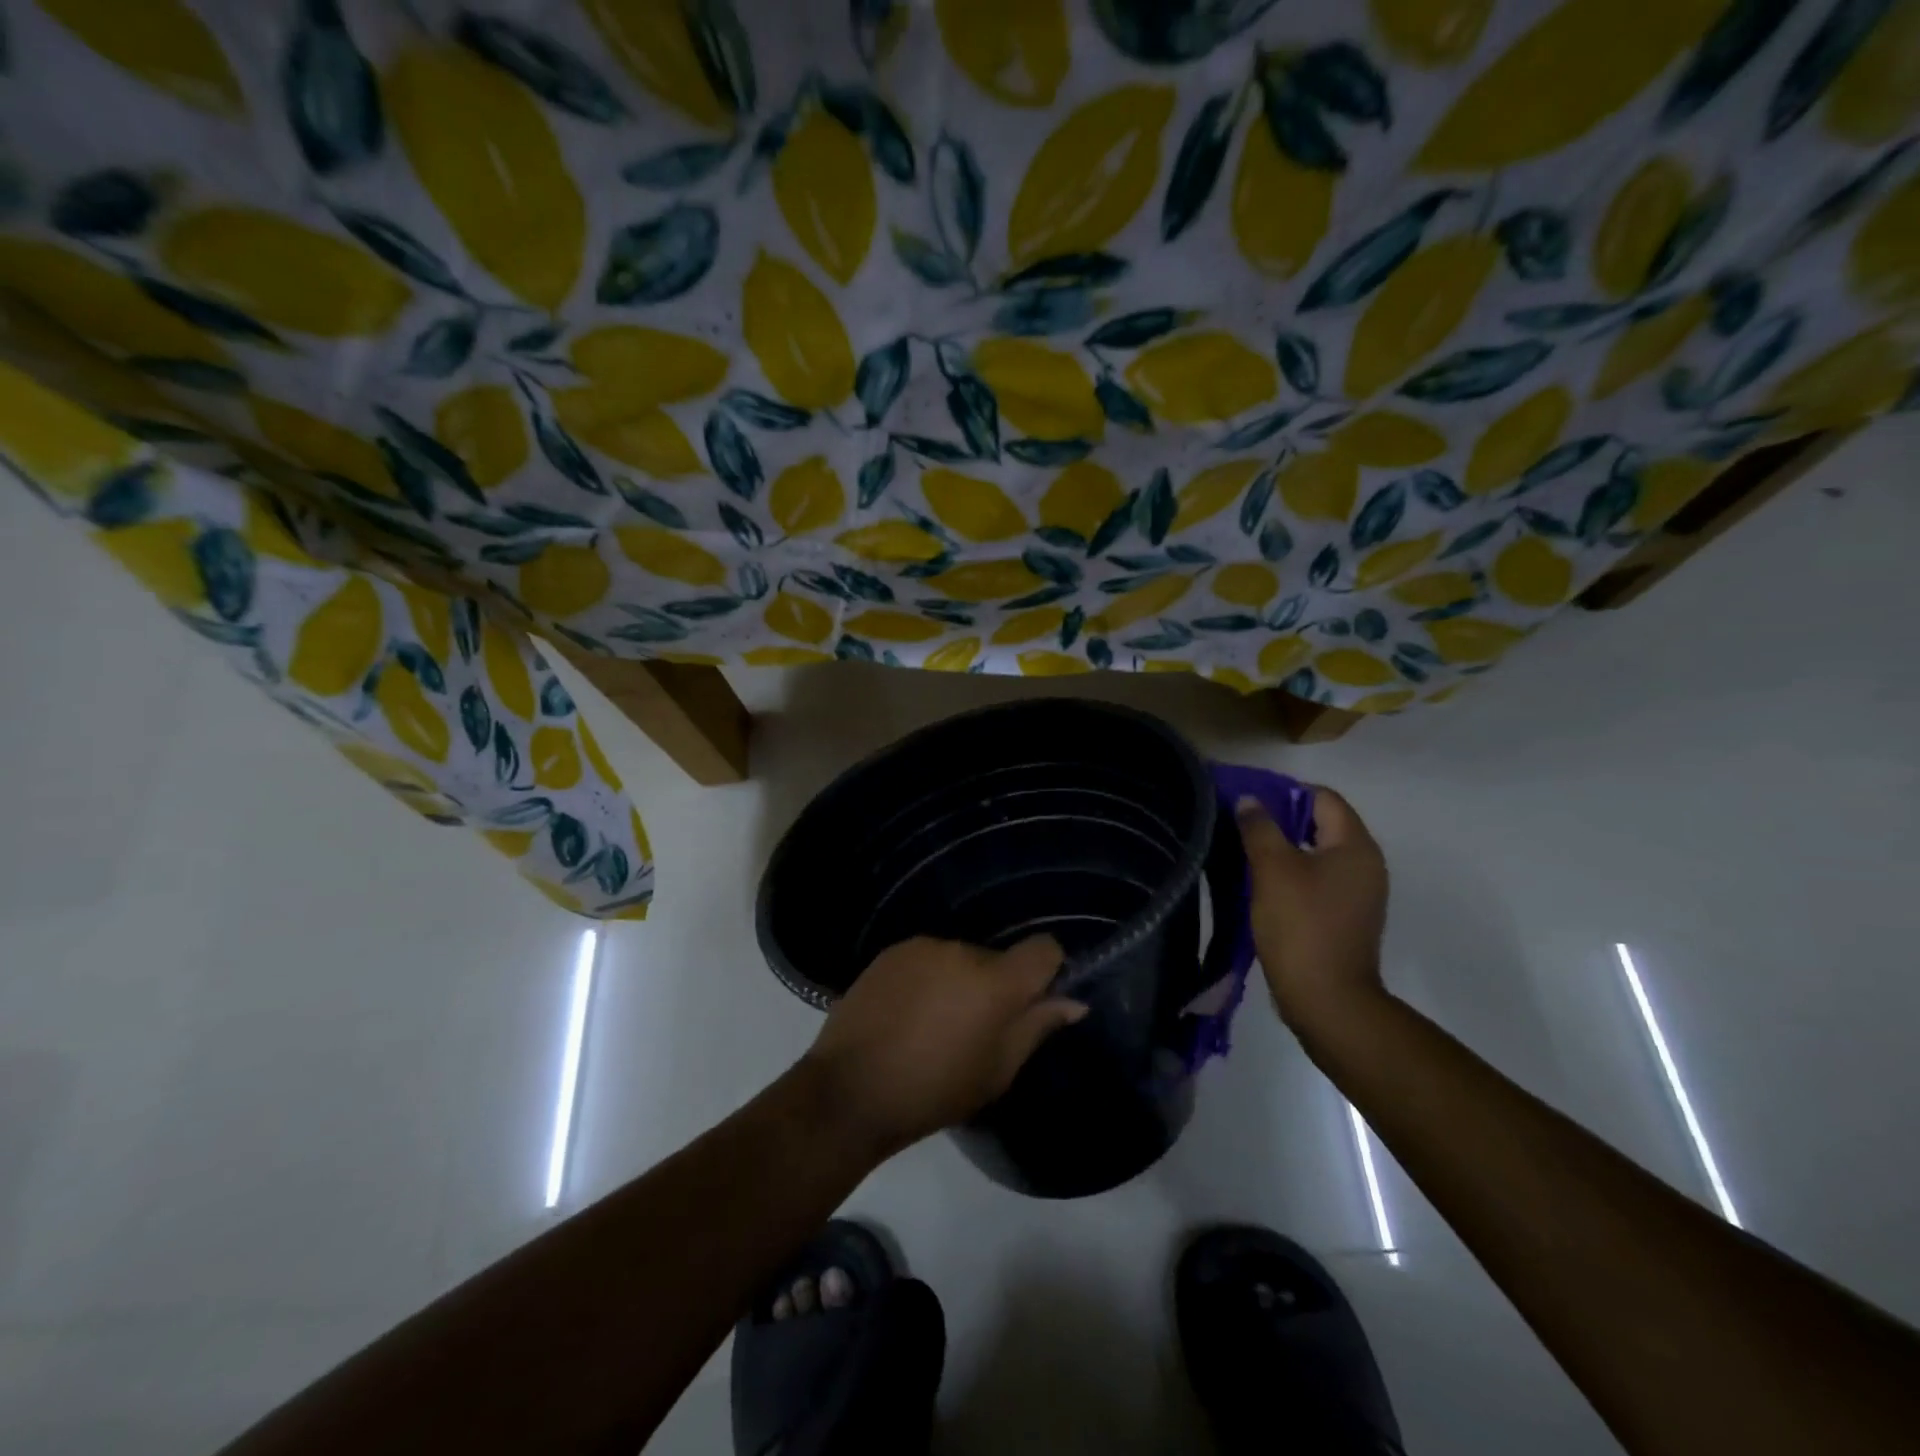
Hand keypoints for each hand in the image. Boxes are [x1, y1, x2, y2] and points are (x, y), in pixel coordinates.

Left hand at [801, 936, 1086, 1158]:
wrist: (850, 1090)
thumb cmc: (934, 1091)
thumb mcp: (996, 1071)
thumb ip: (1036, 1027)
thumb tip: (1073, 1002)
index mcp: (995, 981)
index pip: (1043, 949)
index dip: (1047, 970)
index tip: (1033, 1001)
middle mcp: (962, 950)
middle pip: (997, 959)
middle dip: (996, 987)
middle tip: (975, 1030)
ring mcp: (923, 946)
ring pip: (960, 958)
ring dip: (959, 981)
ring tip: (934, 1024)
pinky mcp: (891, 951)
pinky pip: (927, 958)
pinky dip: (928, 978)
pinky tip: (908, 1013)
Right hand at [1237, 787, 1388, 1034]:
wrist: (1326, 999)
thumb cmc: (1301, 925)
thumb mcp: (1272, 869)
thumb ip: (1260, 828)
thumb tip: (1251, 801)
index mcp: (1355, 846)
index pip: (1323, 798)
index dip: (1286, 793)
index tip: (1249, 802)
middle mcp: (1366, 864)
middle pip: (1322, 824)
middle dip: (1281, 821)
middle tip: (1242, 826)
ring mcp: (1359, 894)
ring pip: (1318, 854)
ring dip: (1284, 850)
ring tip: (1246, 853)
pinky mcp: (1346, 917)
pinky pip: (1318, 880)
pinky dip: (1292, 875)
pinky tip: (1262, 885)